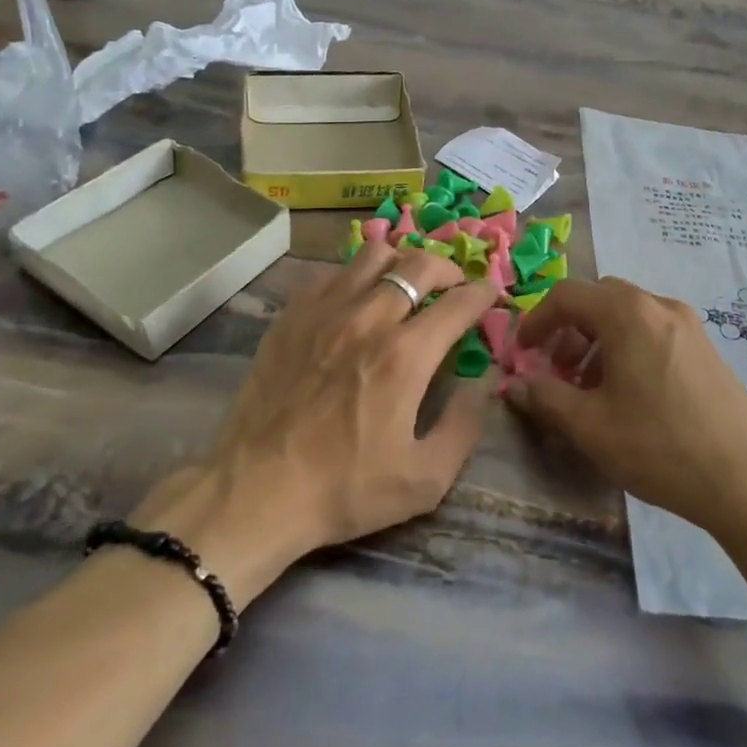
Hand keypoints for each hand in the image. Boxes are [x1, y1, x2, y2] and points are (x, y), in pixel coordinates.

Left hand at [134, 242, 500, 605]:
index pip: (459, 302)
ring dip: (401, 263)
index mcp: (406, 356)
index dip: (483, 293)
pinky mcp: (292, 315)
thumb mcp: (424, 480)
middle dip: (449, 270)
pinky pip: (332, 271)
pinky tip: (356, 300)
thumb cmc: (344, 489)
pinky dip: (355, 276)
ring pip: (374, 254)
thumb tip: (483, 383)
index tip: (489, 296)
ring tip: (404, 285)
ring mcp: (325, 311)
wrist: (256, 492)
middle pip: (420, 264)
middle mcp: (369, 319)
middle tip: (453, 288)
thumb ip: (465, 426)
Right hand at [503, 278, 746, 540]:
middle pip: (599, 299)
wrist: (746, 480)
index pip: (567, 295)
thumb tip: (516, 383)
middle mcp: (658, 305)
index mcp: (627, 313)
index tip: (523, 352)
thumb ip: (545, 397)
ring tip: (591, 388)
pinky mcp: (707, 347)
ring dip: (598, 339)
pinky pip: (654, 330)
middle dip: (570, 328)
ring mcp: (688, 324)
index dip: (537, 320)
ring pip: (628, 315)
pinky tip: (630, 394)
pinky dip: (628, 346)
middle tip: (558, 369)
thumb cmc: (658, 446)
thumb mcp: (589, 426)